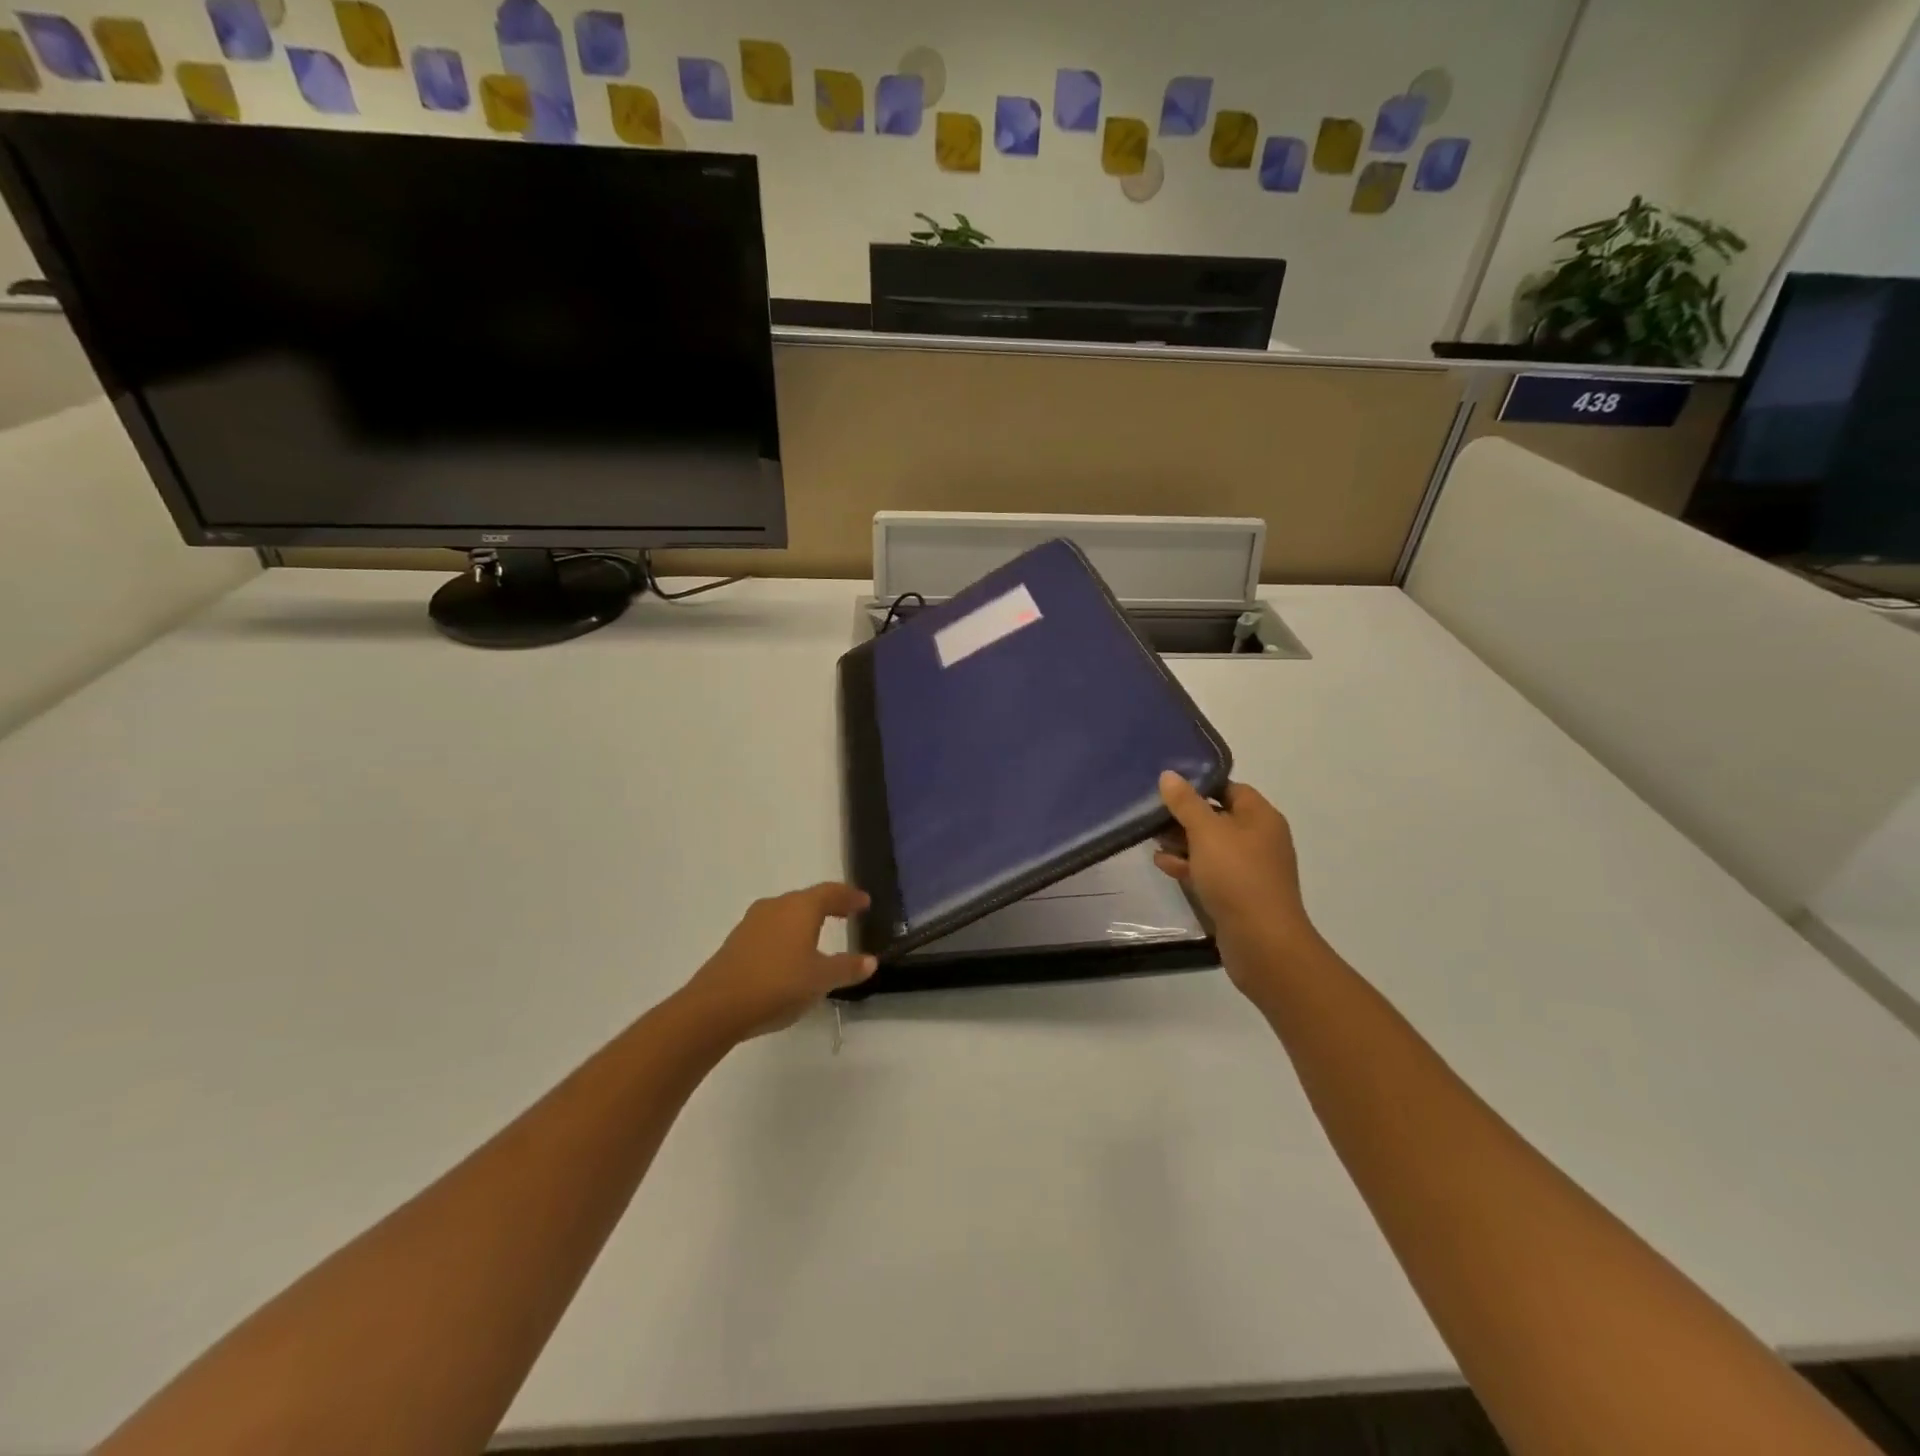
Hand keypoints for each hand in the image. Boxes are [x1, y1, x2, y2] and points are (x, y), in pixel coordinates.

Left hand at [678, 883, 877, 1043]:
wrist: (716, 1007)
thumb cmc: (777, 984)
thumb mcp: (820, 979)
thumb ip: (847, 968)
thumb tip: (870, 961)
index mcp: (800, 907)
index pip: (830, 892)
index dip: (849, 896)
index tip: (864, 901)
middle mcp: (775, 907)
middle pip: (807, 899)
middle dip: (828, 906)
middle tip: (846, 914)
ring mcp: (751, 924)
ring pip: (786, 914)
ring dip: (804, 921)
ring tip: (819, 934)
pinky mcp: (736, 943)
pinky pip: (770, 931)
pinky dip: (786, 936)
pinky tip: (789, 955)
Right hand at [1154, 772, 1321, 1006]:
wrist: (1262, 941)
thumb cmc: (1237, 876)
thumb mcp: (1206, 832)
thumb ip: (1186, 803)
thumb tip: (1169, 775)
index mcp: (1260, 817)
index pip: (1229, 788)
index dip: (1200, 785)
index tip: (1167, 787)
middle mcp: (1259, 839)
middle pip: (1218, 817)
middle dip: (1185, 816)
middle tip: (1152, 813)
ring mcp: (1249, 869)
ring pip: (1211, 846)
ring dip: (1182, 842)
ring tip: (1150, 838)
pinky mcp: (1237, 894)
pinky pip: (1210, 871)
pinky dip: (1188, 866)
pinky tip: (1162, 864)